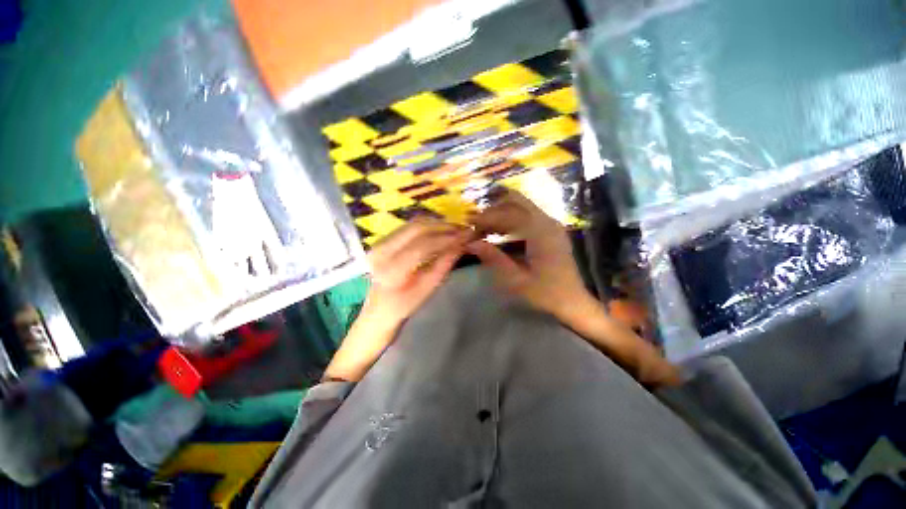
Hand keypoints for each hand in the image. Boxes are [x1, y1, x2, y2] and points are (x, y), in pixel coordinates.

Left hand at [365, 218, 471, 325]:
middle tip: (463, 229)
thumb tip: (461, 245)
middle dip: (443, 227)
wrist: (379, 306)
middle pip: (417, 229)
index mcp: (391, 270)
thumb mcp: (426, 290)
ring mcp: (380, 242)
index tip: (466, 236)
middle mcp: (382, 250)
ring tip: (455, 229)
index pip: (422, 247)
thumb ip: (443, 266)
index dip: (445, 239)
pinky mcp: (383, 238)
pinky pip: (409, 226)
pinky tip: (441, 230)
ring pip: (413, 224)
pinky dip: (428, 225)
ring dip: (437, 224)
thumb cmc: (404, 304)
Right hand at [466, 189, 593, 321]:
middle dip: (494, 208)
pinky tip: (498, 231)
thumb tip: (471, 243)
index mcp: (541, 232)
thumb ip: (494, 259)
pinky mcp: (550, 230)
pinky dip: (509, 219)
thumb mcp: (516, 280)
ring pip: (521, 206)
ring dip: (501, 213)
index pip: (508, 214)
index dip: (487, 217)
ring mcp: (550, 224)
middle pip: (517, 202)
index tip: (468, 223)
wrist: (573, 301)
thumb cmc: (545, 293)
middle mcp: (547, 222)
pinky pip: (526, 216)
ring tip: (483, 227)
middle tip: (476, 221)